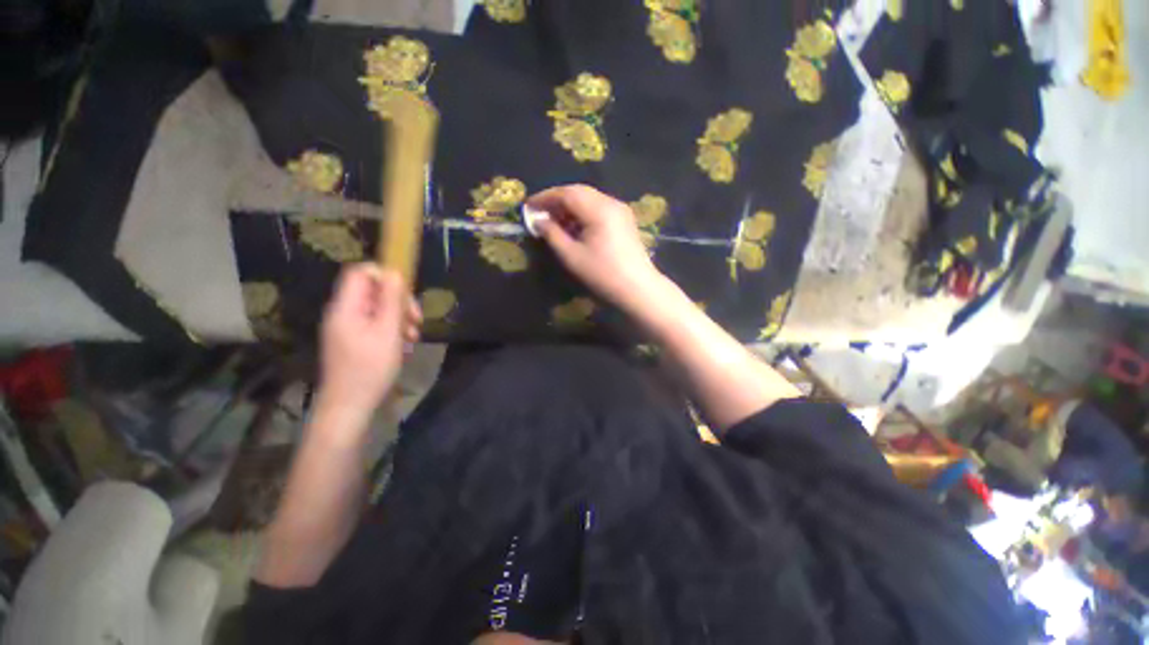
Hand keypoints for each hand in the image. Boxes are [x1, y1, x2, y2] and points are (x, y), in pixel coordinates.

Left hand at [315, 264, 420, 432]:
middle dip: (399, 301)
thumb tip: (396, 273)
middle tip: (416, 319)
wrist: (349, 405)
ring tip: (413, 335)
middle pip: (372, 290)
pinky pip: (374, 323)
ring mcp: (347, 327)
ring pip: (377, 308)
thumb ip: (391, 301)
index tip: (407, 294)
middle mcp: (343, 312)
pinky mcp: (353, 340)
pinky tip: (404, 344)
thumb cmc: (370, 368)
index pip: (360, 272)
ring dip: (399, 317)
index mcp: (346, 307)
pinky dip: (392, 329)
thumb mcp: (388, 332)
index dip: (385, 275)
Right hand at [529, 185, 666, 315]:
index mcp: (599, 209)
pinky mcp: (624, 220)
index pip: (567, 193)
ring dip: (569, 206)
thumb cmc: (603, 274)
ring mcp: (620, 210)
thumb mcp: (572, 256)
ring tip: (554, 222)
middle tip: (540, 213)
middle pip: (579, 192)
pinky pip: (598, 208)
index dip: (545, 197)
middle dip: (556, 200)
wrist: (638, 288)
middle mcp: (611, 202)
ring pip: (589, 199)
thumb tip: (538, 220)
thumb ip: (552, 234)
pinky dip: (582, 213)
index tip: (528, 206)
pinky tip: (574, 227)